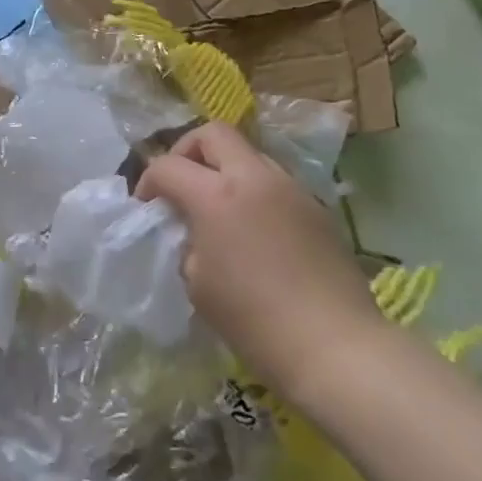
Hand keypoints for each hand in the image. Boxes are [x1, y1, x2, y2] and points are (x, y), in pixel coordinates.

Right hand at [136, 121, 384, 392]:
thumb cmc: (253, 319)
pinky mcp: (317, 208)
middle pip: (214, 134)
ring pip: (249, 154)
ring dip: (226, 170)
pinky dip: (255, 192)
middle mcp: (255, 178)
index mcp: (216, 195)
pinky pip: (275, 183)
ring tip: (221, 208)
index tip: (147, 206)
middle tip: (182, 184)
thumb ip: (188, 242)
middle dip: (188, 151)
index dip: (149, 181)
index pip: (168, 165)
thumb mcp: (197, 283)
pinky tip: (255, 230)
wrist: (334, 346)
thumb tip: (194, 231)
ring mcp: (291, 189)